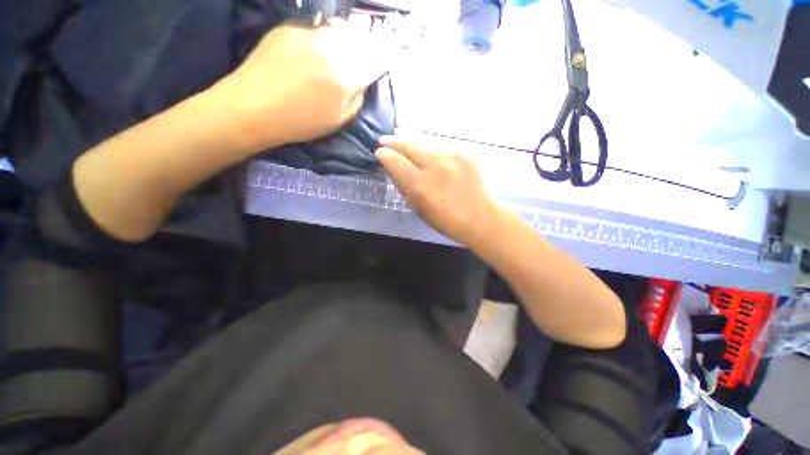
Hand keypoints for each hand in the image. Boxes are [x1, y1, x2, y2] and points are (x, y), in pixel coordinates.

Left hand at [218, 18, 392, 149]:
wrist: (253, 107)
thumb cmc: (300, 122)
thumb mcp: (338, 121)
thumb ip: (356, 99)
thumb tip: (363, 82)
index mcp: (346, 77)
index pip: (376, 60)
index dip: (385, 58)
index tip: (389, 57)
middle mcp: (331, 49)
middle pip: (361, 40)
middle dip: (368, 46)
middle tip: (366, 55)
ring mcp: (309, 34)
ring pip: (340, 30)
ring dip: (347, 39)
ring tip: (343, 52)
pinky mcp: (290, 27)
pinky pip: (317, 29)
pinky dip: (325, 37)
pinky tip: (317, 50)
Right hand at [376, 136, 503, 246]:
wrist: (479, 217)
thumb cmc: (445, 220)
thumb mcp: (418, 207)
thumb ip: (404, 185)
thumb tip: (393, 167)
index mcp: (420, 185)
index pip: (395, 161)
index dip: (384, 155)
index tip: (379, 153)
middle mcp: (435, 166)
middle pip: (409, 145)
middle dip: (394, 142)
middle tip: (385, 141)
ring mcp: (452, 156)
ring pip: (425, 142)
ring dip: (412, 144)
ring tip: (404, 145)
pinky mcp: (465, 153)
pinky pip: (441, 146)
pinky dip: (431, 149)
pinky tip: (428, 154)